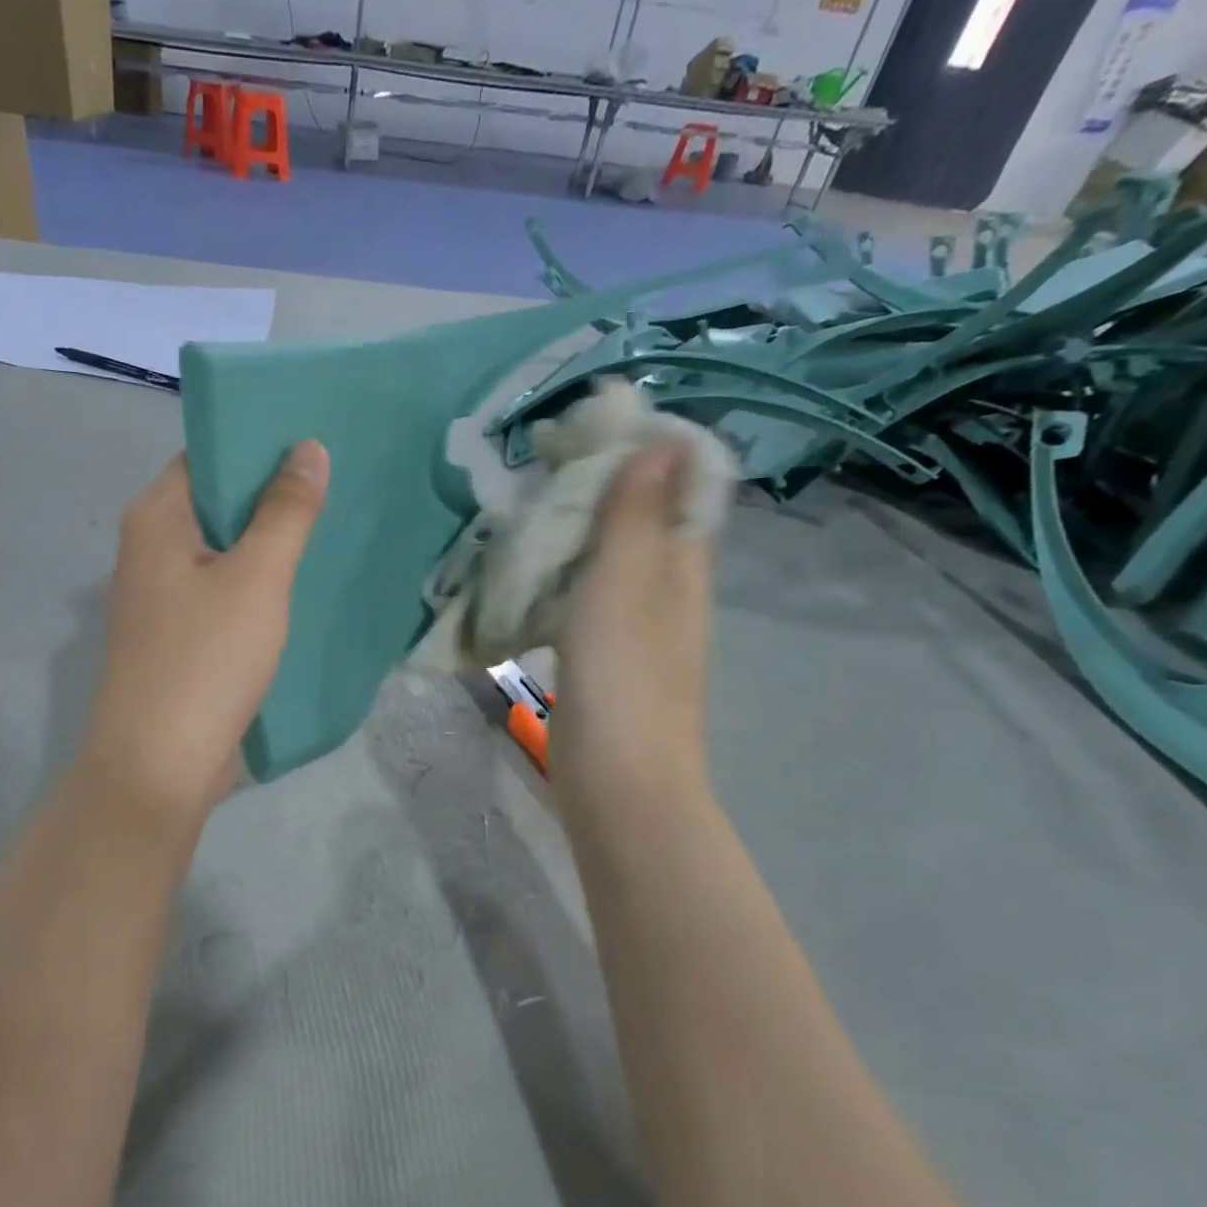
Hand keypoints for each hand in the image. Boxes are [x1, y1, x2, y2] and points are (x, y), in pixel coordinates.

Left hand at [82, 443, 330, 826]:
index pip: (206, 457)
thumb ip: (285, 512)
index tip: (313, 445)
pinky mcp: (174, 639)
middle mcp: (147, 550)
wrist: (158, 766)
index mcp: (155, 519)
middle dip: (270, 497)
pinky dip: (253, 586)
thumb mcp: (257, 579)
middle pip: (214, 505)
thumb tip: (308, 448)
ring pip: (219, 553)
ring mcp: (158, 599)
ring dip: (265, 544)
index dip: (257, 446)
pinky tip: (296, 590)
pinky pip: (218, 594)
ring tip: (327, 531)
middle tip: (335, 487)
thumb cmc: (206, 660)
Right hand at [554, 446, 714, 810]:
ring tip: (524, 506)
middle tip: (541, 462)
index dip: (646, 445)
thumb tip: (658, 441)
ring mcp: (634, 624)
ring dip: (572, 528)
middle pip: (640, 516)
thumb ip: (634, 517)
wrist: (619, 783)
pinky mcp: (601, 654)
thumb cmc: (623, 681)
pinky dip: (558, 574)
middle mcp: (666, 587)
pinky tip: (523, 571)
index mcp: (683, 564)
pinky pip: (582, 596)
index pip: (682, 483)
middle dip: (598, 482)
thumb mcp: (625, 587)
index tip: (592, 423)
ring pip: (607, 556)